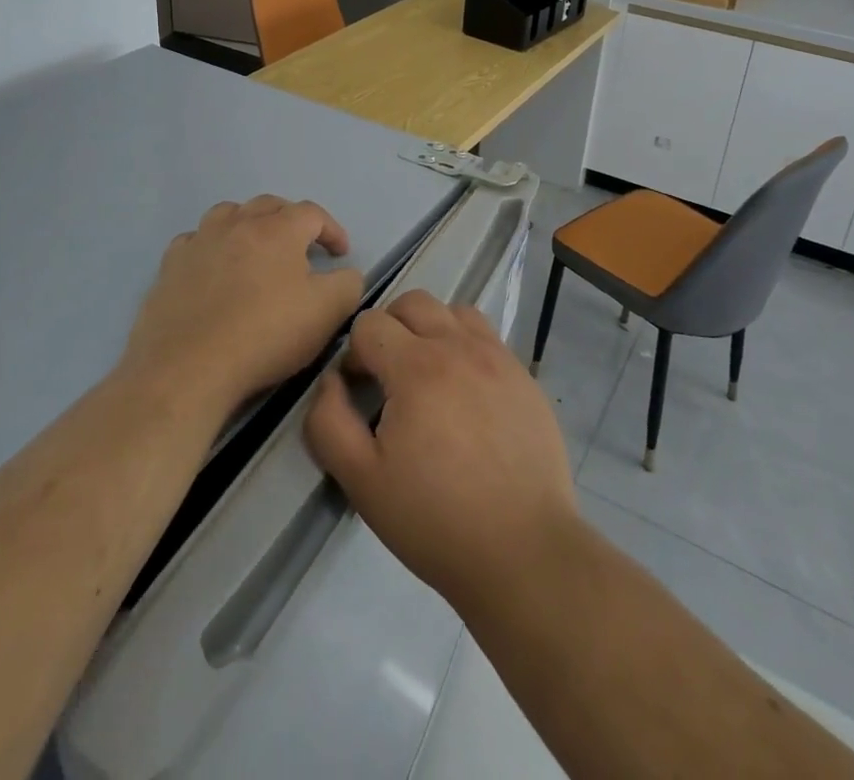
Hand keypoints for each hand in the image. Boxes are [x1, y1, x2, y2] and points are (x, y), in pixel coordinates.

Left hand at [122, 196, 365, 421]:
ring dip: (248, 223)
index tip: (340, 254)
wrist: (188, 367)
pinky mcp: (170, 266)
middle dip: (291, 220)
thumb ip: (347, 284)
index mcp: (278, 229)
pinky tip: (213, 268)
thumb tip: (345, 273)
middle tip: (302, 247)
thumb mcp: (327, 312)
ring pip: (228, 214)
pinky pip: (194, 241)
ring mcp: (199, 242)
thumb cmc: (265, 335)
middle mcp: (237, 224)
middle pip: (269, 205)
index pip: (312, 213)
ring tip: (256, 248)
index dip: (332, 230)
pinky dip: (210, 246)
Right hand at [305, 290, 579, 612]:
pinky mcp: (524, 376)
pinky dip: (467, 347)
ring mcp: (497, 357)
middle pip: (413, 302)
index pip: (370, 323)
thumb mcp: (362, 481)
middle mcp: (458, 346)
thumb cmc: (435, 519)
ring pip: (454, 311)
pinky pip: (488, 336)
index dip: (355, 355)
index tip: (361, 394)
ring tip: (429, 377)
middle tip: (389, 377)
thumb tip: (331, 381)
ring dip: (432, 330)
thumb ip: (329, 422)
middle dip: (390, 329)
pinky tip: (466, 393)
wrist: (523, 551)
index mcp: (416, 367)